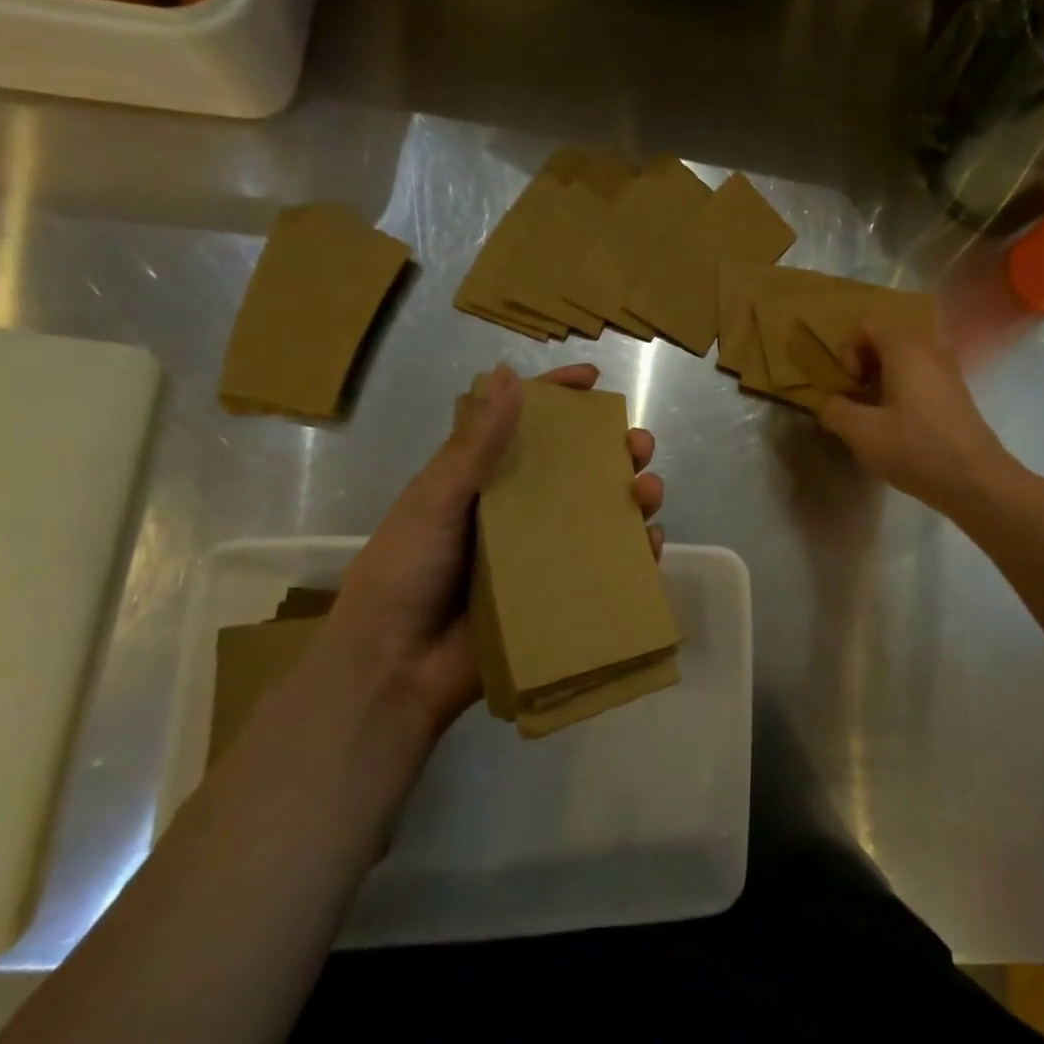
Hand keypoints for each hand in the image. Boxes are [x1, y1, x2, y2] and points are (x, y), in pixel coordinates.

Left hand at [321, 363, 663, 734]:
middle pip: (576, 471)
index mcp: (482, 483)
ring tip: (648, 491)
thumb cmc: (404, 574)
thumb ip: (474, 444)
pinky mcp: (558, 596)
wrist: (394, 671)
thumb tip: (508, 372)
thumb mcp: (434, 501)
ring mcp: (541, 556)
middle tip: (637, 445)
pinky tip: (649, 544)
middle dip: (614, 451)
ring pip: (601, 516)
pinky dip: (634, 554)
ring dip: (632, 498)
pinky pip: (607, 569)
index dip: (559, 398)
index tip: (593, 379)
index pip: (524, 427)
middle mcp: (518, 513)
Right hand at [816, 322, 1018, 517]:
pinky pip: (922, 377)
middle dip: (864, 365)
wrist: (975, 480)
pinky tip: (899, 425)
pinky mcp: (956, 394)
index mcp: (906, 349)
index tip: (851, 385)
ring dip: (883, 380)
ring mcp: (948, 371)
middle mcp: (931, 349)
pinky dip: (903, 391)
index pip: (868, 324)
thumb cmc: (916, 449)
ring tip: (876, 414)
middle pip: (887, 339)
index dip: (848, 350)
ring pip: (905, 360)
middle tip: (858, 399)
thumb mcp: (861, 433)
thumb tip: (830, 402)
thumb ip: (835, 410)